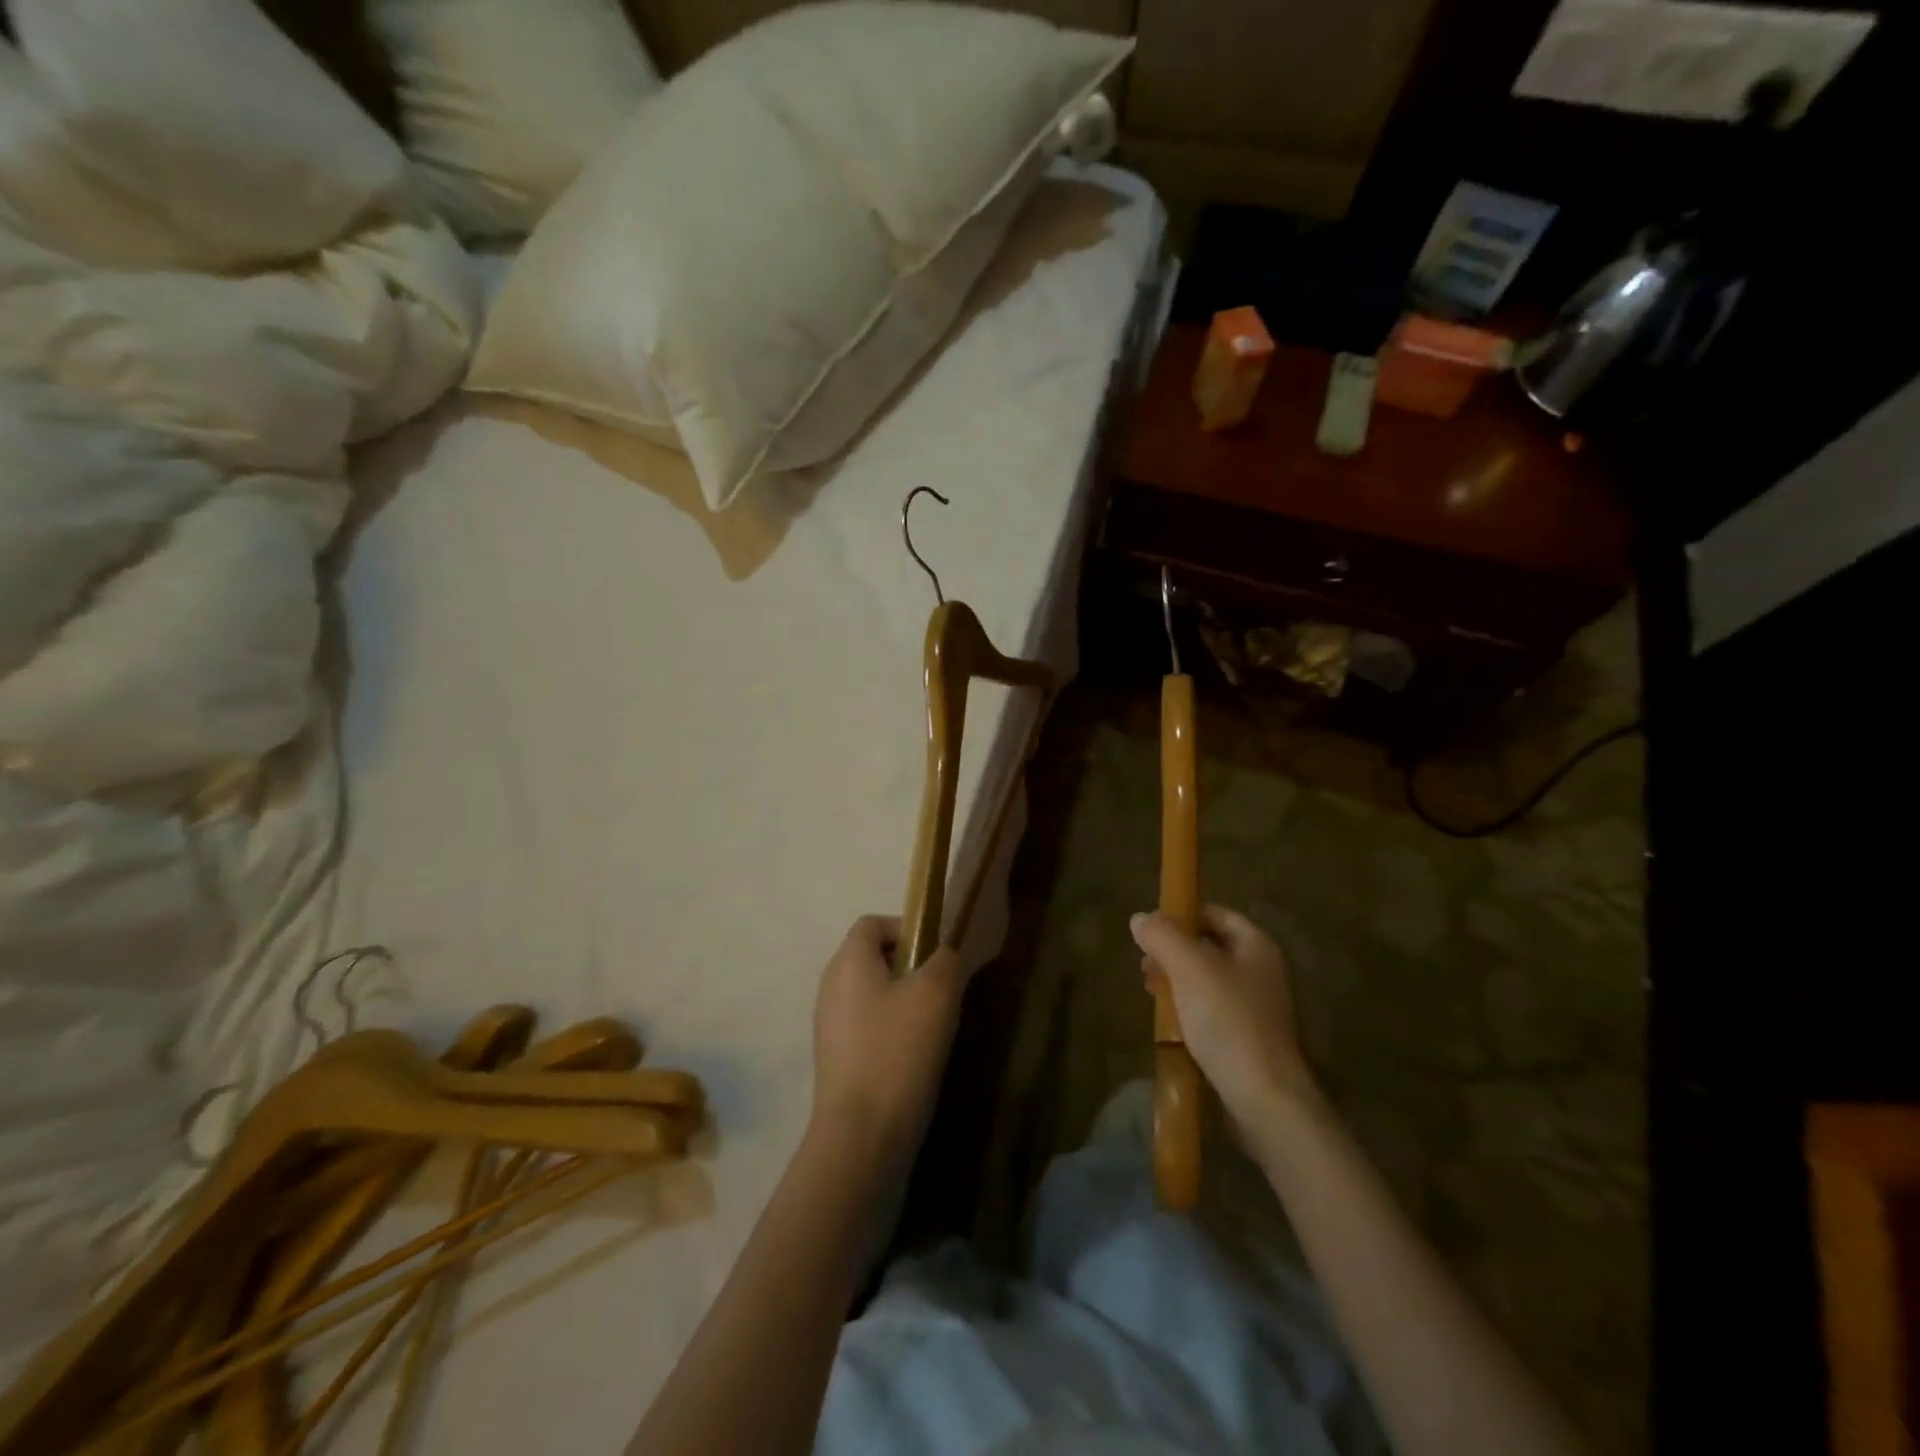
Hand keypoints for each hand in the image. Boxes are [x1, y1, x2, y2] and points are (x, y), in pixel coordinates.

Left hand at [810, 916, 967, 1172]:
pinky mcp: (834, 1057)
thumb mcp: (936, 993)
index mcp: (848, 961)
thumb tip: (942, 953)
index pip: (871, 923)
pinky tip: (914, 1055)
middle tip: (939, 989)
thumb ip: (944, 960)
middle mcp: (830, 985)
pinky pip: (866, 1025)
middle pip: (870, 957)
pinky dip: (890, 1029)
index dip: (905, 928)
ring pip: (870, 993)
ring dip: (902, 999)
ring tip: (932, 1025)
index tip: (934, 954)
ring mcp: (828, 1023)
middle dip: (908, 966)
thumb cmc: (898, 1049)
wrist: (862, 1133)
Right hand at [1131, 905, 1317, 1131]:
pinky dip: (1188, 1010)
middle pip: (1209, 947)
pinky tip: (1169, 1023)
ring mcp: (1257, 1007)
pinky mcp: (1247, 1039)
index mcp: (1256, 946)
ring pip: (1207, 981)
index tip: (1150, 930)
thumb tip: (1140, 918)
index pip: (1215, 914)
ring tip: (1151, 993)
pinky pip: (1212, 1012)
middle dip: (1173, 952)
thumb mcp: (1190, 969)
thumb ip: (1163, 937)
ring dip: (1177, 982)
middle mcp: (1261, 971)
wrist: (1266, 1099)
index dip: (1182, 915)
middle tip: (1145, 965)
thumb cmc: (1229, 1022)